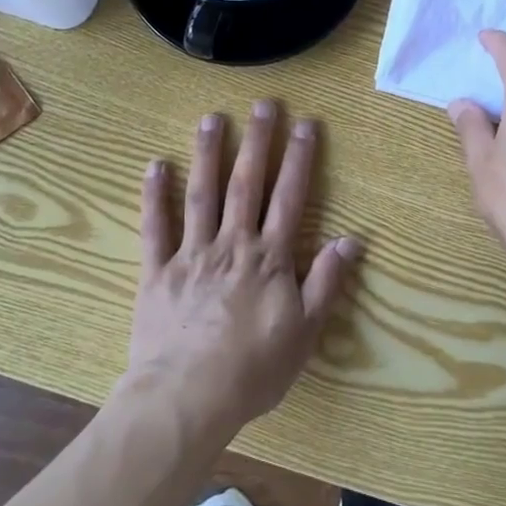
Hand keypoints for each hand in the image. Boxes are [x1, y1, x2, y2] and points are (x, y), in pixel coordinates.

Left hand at [126, 101, 362, 440]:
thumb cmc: (252, 370)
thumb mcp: (304, 333)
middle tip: (263, 104)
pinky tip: (155, 165)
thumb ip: (326, 282)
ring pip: (202, 194)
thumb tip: (351, 239)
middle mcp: (232, 244)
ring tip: (212, 118)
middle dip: (257, 142)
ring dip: (208, 154)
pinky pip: (155, 228)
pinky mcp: (158, 272)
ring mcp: (192, 254)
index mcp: (269, 258)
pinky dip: (154, 196)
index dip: (299, 159)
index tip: (306, 124)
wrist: (186, 401)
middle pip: (247, 184)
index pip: (289, 197)